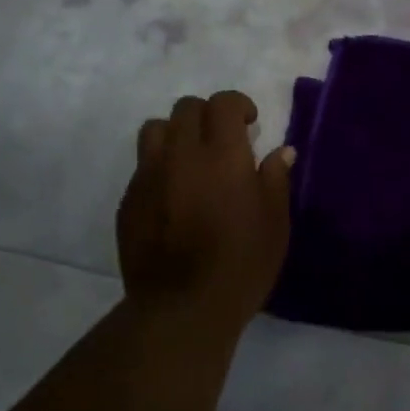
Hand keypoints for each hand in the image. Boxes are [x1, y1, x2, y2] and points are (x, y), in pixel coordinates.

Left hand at [118, 90, 293, 324]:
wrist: (182, 307)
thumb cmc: (242, 265)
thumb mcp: (275, 223)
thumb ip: (276, 180)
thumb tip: (281, 150)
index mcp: (222, 154)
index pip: (222, 103)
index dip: (237, 104)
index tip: (250, 123)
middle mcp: (180, 154)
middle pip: (186, 108)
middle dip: (207, 115)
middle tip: (223, 141)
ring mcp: (148, 176)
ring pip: (155, 129)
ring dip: (176, 133)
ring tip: (190, 159)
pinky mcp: (129, 201)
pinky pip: (142, 166)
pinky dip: (159, 167)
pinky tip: (173, 196)